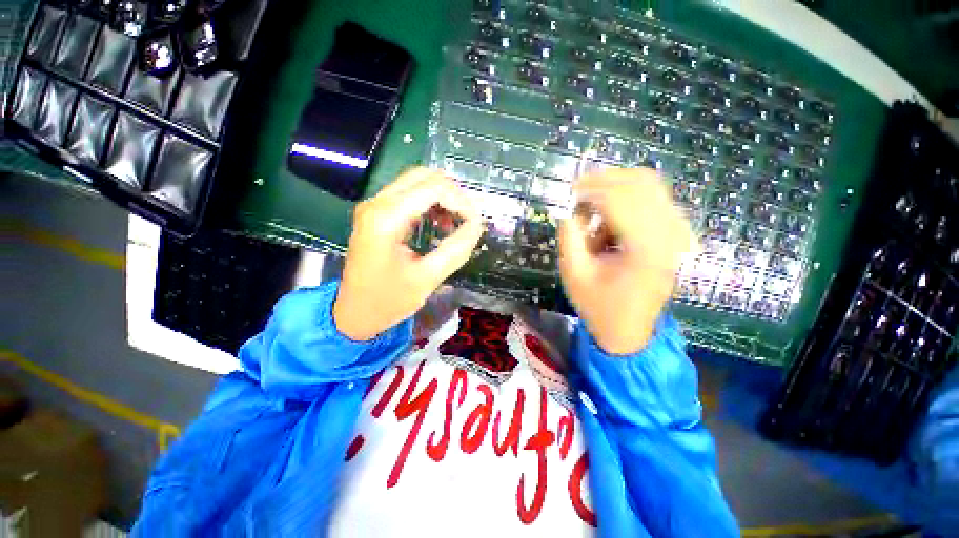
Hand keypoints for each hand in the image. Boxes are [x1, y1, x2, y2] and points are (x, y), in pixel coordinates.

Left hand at [333, 168, 483, 340]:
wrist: (353, 313)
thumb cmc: (387, 301)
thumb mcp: (427, 279)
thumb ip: (455, 250)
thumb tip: (477, 226)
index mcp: (386, 218)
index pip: (433, 188)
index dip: (461, 202)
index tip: (475, 224)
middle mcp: (377, 203)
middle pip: (424, 176)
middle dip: (453, 194)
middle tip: (467, 220)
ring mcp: (374, 206)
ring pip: (417, 182)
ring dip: (442, 197)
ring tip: (454, 225)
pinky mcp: (377, 213)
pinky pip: (409, 194)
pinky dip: (430, 203)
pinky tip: (439, 224)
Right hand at [558, 168, 697, 354]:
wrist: (629, 331)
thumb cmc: (598, 306)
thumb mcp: (574, 274)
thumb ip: (569, 237)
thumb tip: (567, 208)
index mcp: (645, 249)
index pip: (619, 200)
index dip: (590, 190)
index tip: (568, 192)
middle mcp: (669, 235)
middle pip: (640, 183)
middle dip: (604, 181)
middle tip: (578, 192)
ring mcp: (676, 234)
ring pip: (649, 187)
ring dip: (616, 190)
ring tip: (591, 209)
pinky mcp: (674, 236)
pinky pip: (653, 200)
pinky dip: (627, 200)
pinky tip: (608, 220)